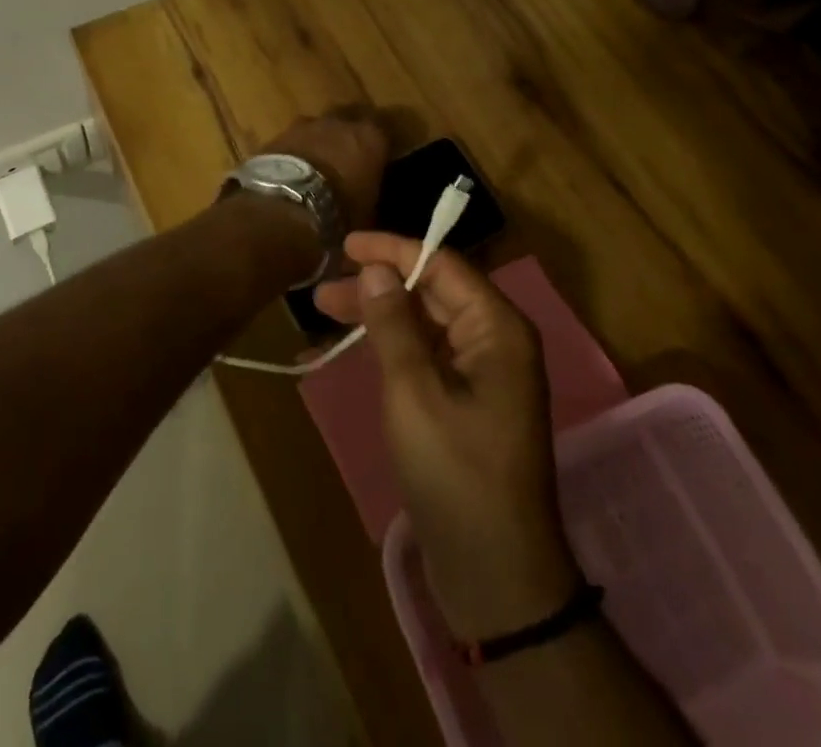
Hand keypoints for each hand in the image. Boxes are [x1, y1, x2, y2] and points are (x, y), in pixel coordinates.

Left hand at [257, 108, 389, 231]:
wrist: (285, 206)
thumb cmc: (338, 212)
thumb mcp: (367, 213)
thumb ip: (370, 196)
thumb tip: (367, 200)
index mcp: (370, 138)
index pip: (383, 129)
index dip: (379, 143)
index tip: (378, 157)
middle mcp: (339, 123)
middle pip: (347, 119)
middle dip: (347, 135)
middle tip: (346, 157)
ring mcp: (305, 126)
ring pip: (317, 127)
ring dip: (318, 141)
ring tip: (316, 165)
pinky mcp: (277, 135)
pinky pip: (292, 140)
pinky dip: (294, 151)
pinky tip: (291, 170)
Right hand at [316, 233, 579, 639]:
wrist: (495, 575)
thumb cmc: (456, 474)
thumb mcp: (414, 392)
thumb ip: (394, 324)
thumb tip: (376, 268)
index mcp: (496, 329)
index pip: (442, 264)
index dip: (393, 249)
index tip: (345, 245)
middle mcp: (495, 341)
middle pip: (431, 291)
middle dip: (378, 285)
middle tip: (323, 291)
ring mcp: (482, 374)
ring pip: (424, 322)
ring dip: (378, 315)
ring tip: (325, 314)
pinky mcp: (466, 402)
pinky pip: (425, 355)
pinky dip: (389, 347)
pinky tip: (351, 350)